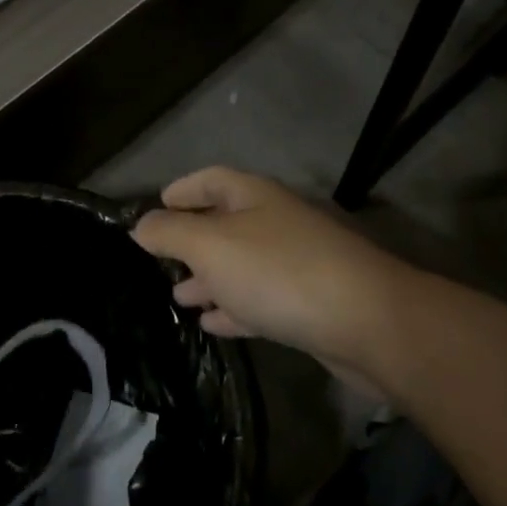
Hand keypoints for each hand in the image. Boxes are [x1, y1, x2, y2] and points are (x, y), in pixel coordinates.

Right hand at [131, 167, 430, 383]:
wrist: (366, 320)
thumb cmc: (278, 271)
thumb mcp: (211, 246)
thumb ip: (170, 233)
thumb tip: (140, 225)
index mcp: (254, 197)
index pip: (211, 180)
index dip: (182, 190)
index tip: (156, 206)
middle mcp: (276, 222)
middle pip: (225, 223)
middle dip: (191, 241)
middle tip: (159, 260)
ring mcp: (295, 263)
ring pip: (241, 265)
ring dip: (209, 278)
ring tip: (178, 297)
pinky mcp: (308, 303)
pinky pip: (260, 299)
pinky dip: (233, 308)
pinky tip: (212, 325)